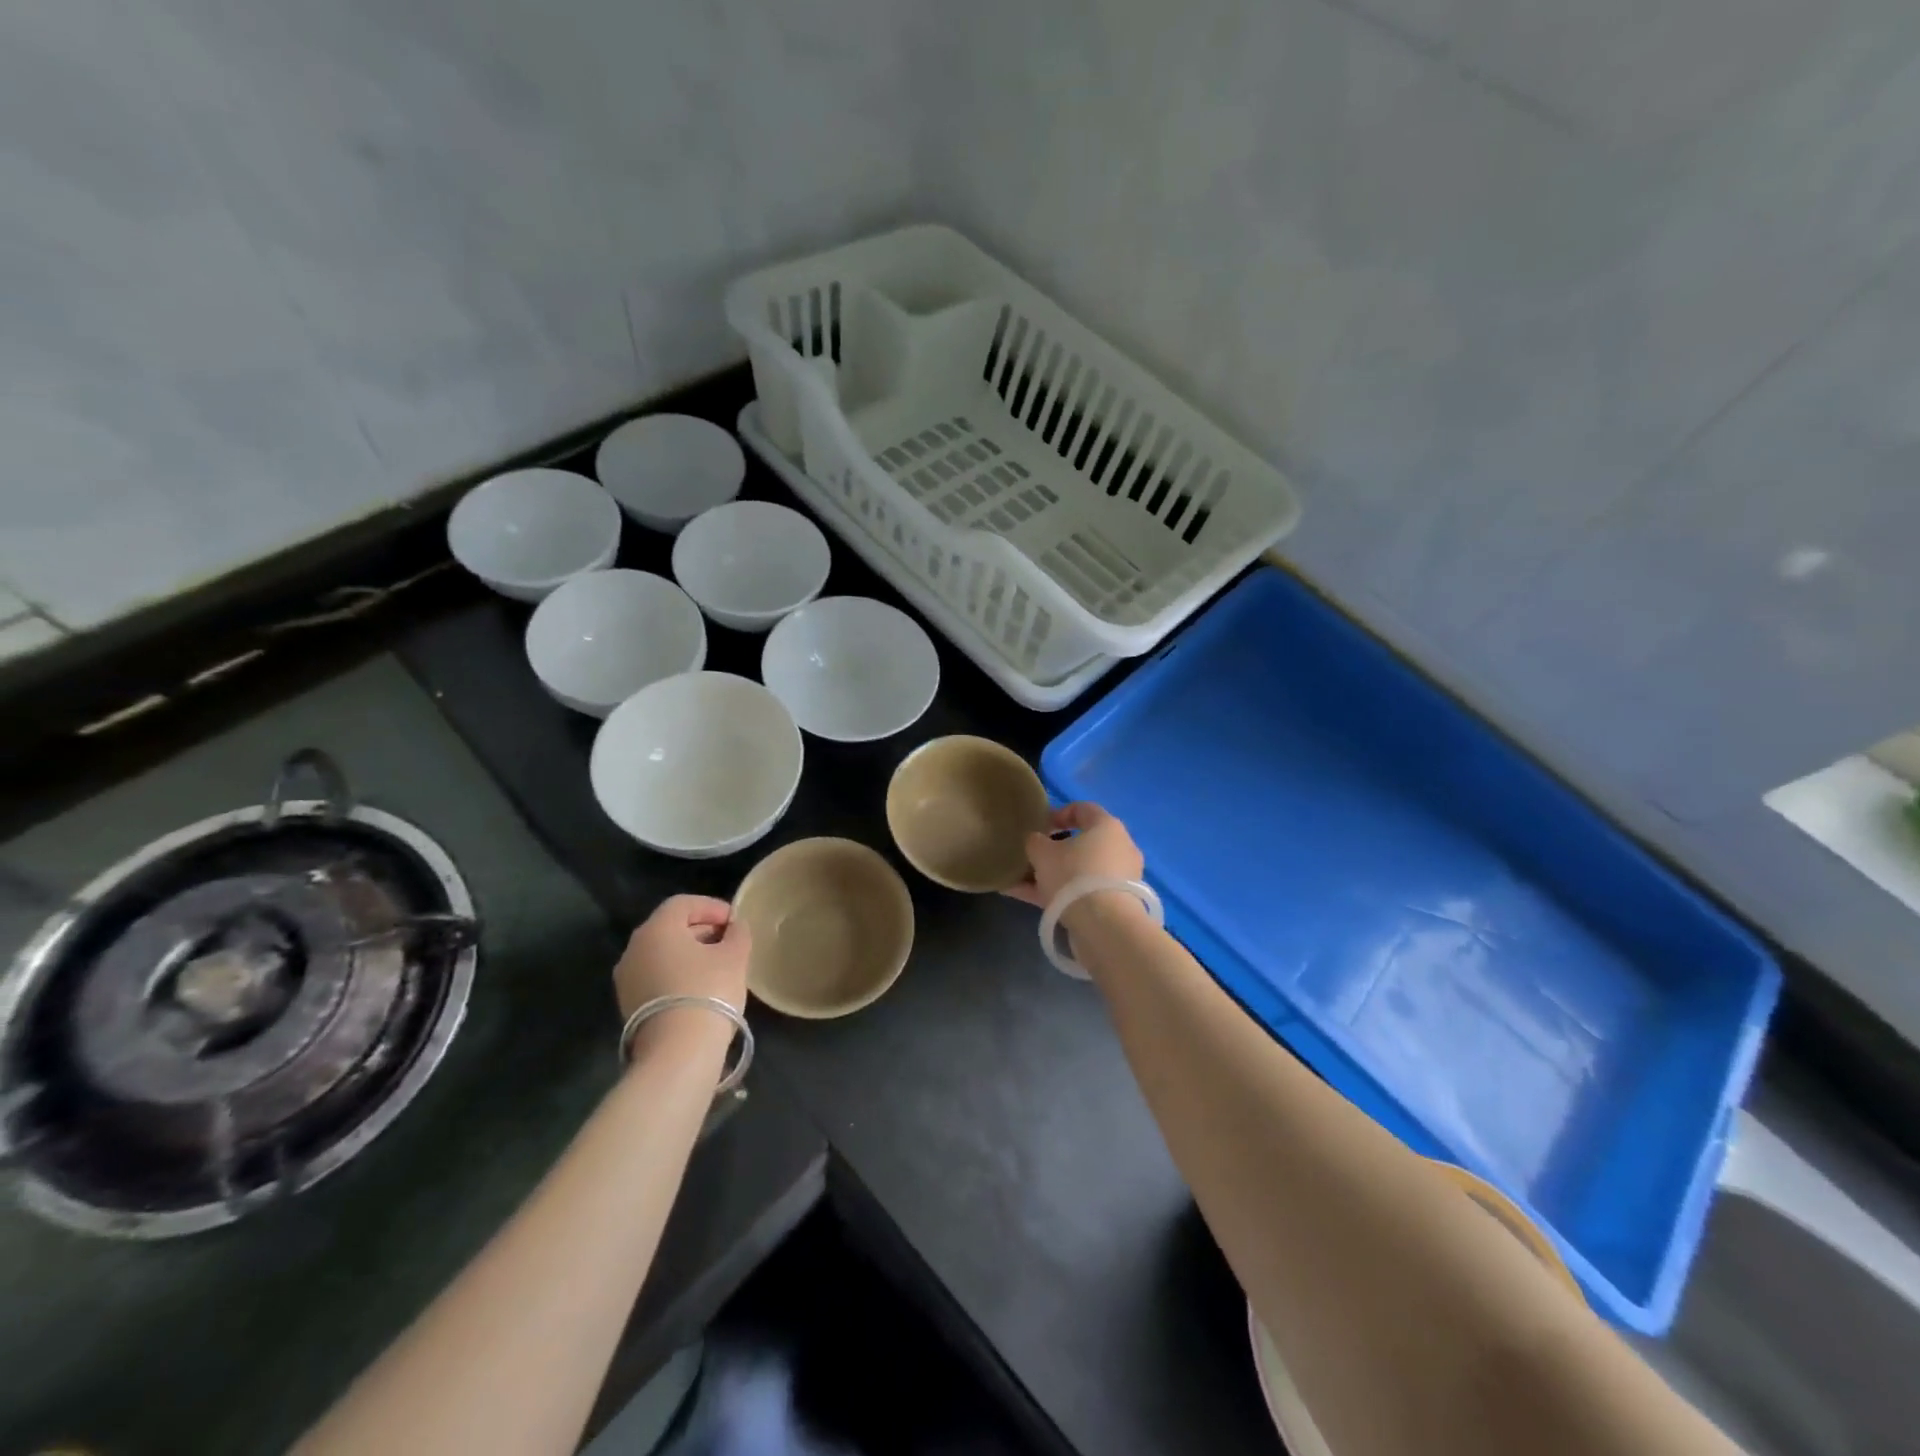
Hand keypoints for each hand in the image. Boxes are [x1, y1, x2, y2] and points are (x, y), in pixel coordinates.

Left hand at [613, 895, 750, 1021]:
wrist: (678, 1051)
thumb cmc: (709, 990)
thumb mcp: (734, 956)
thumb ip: (737, 934)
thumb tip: (735, 927)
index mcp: (656, 929)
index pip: (683, 903)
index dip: (712, 907)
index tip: (735, 921)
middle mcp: (634, 948)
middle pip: (669, 927)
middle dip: (701, 929)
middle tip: (728, 941)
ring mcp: (627, 979)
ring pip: (661, 953)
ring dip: (688, 953)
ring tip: (717, 966)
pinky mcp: (628, 1005)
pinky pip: (655, 976)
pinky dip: (676, 973)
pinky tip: (700, 988)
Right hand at [1003, 801, 1144, 908]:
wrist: (1104, 925)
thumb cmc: (1073, 875)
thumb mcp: (1042, 853)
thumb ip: (1035, 841)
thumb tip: (1036, 841)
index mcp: (1107, 826)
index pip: (1083, 809)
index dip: (1058, 813)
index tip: (1039, 826)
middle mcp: (1120, 848)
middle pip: (1083, 843)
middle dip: (1055, 850)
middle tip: (1033, 857)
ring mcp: (1120, 878)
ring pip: (1080, 871)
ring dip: (1054, 875)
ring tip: (1022, 882)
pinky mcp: (1116, 904)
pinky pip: (1083, 892)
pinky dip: (1059, 894)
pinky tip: (1029, 900)